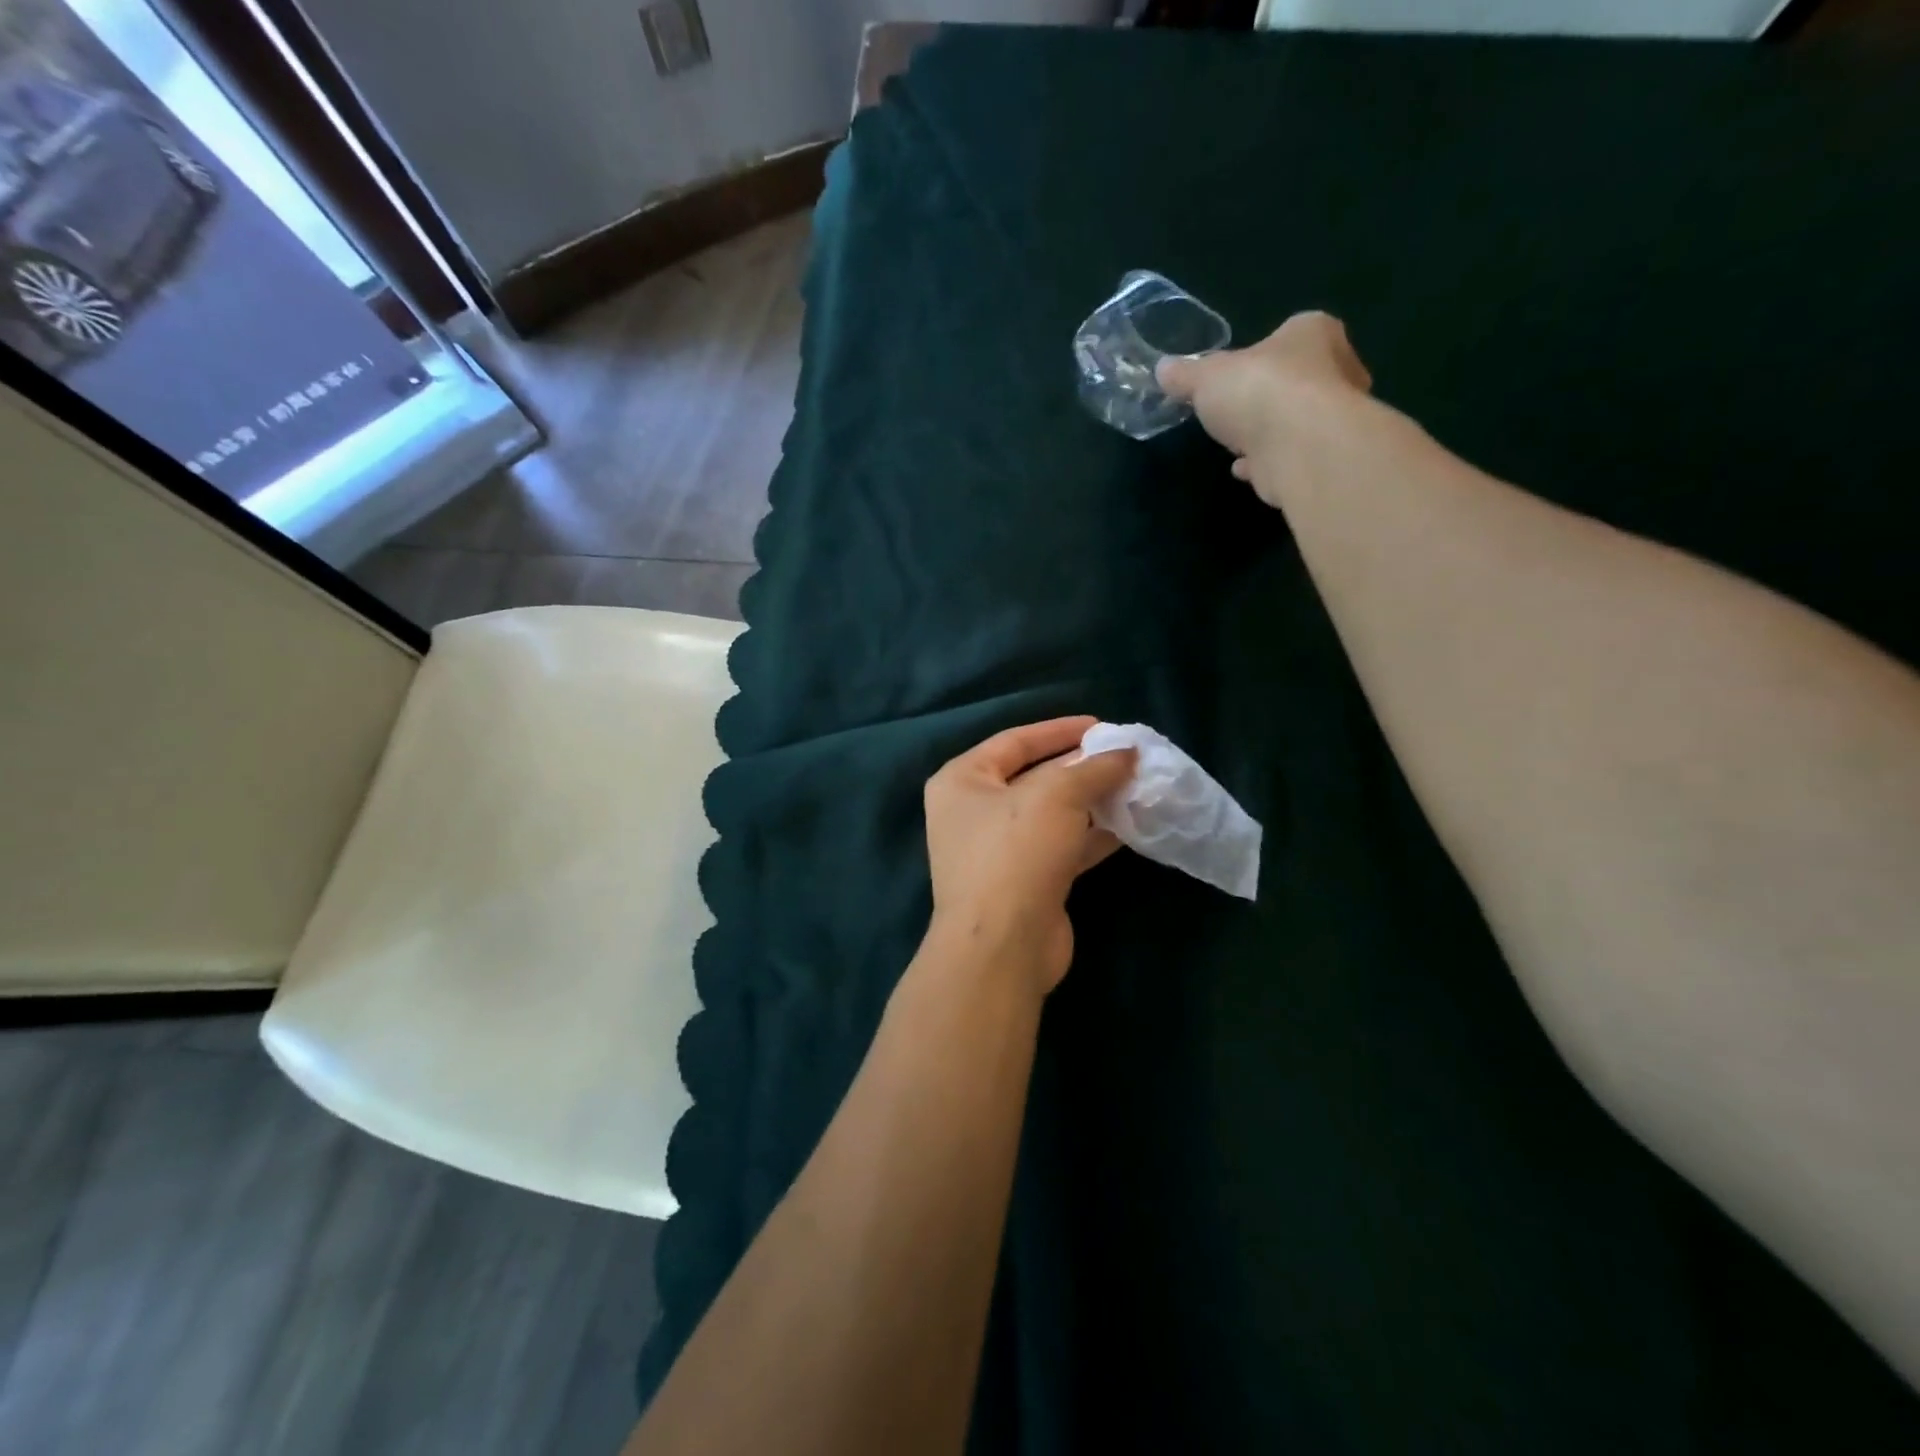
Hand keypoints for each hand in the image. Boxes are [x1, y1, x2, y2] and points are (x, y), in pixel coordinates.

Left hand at [923, 717, 1136, 997]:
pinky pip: (1063, 846)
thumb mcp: (1056, 795)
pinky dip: (1093, 835)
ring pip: (1053, 814)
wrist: (1003, 946)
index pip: (1015, 741)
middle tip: (1126, 757)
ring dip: (1093, 801)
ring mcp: (999, 850)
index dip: (1060, 730)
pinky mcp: (1026, 881)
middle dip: (1082, 767)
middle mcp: (974, 812)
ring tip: (1137, 786)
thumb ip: (1094, 768)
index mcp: (963, 780)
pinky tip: (1131, 825)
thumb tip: (1127, 752)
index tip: (1104, 725)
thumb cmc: (1016, 852)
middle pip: (1035, 777)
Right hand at [1158, 311, 1373, 507]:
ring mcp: (1334, 418)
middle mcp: (1337, 370)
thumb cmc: (1260, 391)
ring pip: (1295, 422)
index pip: (1288, 336)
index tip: (1234, 378)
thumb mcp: (1207, 377)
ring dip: (1267, 434)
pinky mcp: (1325, 459)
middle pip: (1294, 380)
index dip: (1258, 358)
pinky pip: (1290, 456)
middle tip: (1236, 413)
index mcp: (1313, 333)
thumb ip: (1186, 375)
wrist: (1300, 448)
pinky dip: (1268, 463)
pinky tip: (1244, 470)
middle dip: (1265, 398)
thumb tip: (1163, 369)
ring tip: (1236, 445)